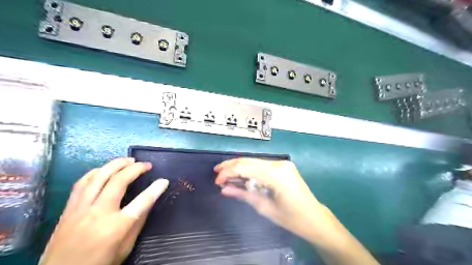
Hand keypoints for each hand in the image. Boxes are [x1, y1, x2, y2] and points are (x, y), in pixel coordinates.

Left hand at [40, 157, 168, 264]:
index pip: (142, 201)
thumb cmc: (100, 263)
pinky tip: (105, 169)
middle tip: (146, 165)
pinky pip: (82, 182)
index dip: (155, 189)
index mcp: (116, 226)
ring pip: (99, 176)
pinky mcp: (69, 208)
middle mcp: (98, 213)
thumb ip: (138, 222)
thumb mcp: (125, 247)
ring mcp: (81, 208)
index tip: (164, 180)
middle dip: (136, 168)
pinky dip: (96, 171)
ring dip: (116, 164)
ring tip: (129, 160)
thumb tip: (150, 201)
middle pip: (119, 181)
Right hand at [214, 159, 378, 263]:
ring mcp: (282, 163)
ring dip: (239, 167)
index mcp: (276, 174)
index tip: (217, 180)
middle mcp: (279, 164)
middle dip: (231, 166)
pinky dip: (249, 169)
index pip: (245, 167)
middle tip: (217, 173)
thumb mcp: (264, 208)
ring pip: (254, 161)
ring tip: (225, 174)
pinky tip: (240, 175)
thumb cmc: (291, 218)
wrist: (315, 218)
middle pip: (249, 160)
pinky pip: (261, 165)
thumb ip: (243, 194)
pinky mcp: (283, 166)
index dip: (228, 172)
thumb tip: (224, 189)